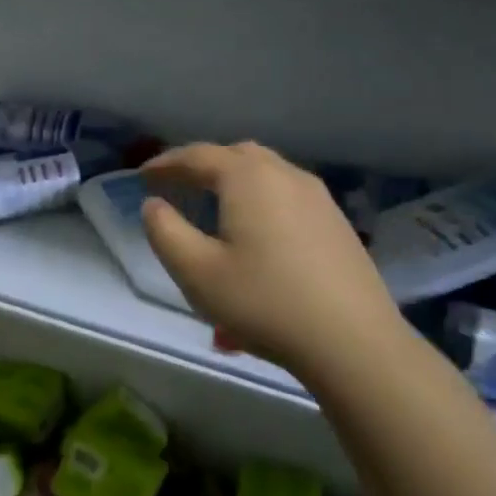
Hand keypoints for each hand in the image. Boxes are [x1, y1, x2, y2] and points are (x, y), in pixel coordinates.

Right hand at [141, 142, 403, 376]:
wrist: (351, 340)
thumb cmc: (263, 302)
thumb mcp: (196, 272)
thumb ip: (165, 232)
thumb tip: (154, 205)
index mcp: (248, 179)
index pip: (198, 156)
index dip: (167, 163)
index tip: (143, 175)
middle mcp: (285, 175)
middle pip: (236, 155)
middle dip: (202, 165)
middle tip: (177, 185)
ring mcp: (318, 197)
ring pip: (267, 172)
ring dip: (234, 180)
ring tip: (213, 204)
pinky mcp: (336, 222)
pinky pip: (287, 194)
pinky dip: (260, 197)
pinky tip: (256, 229)